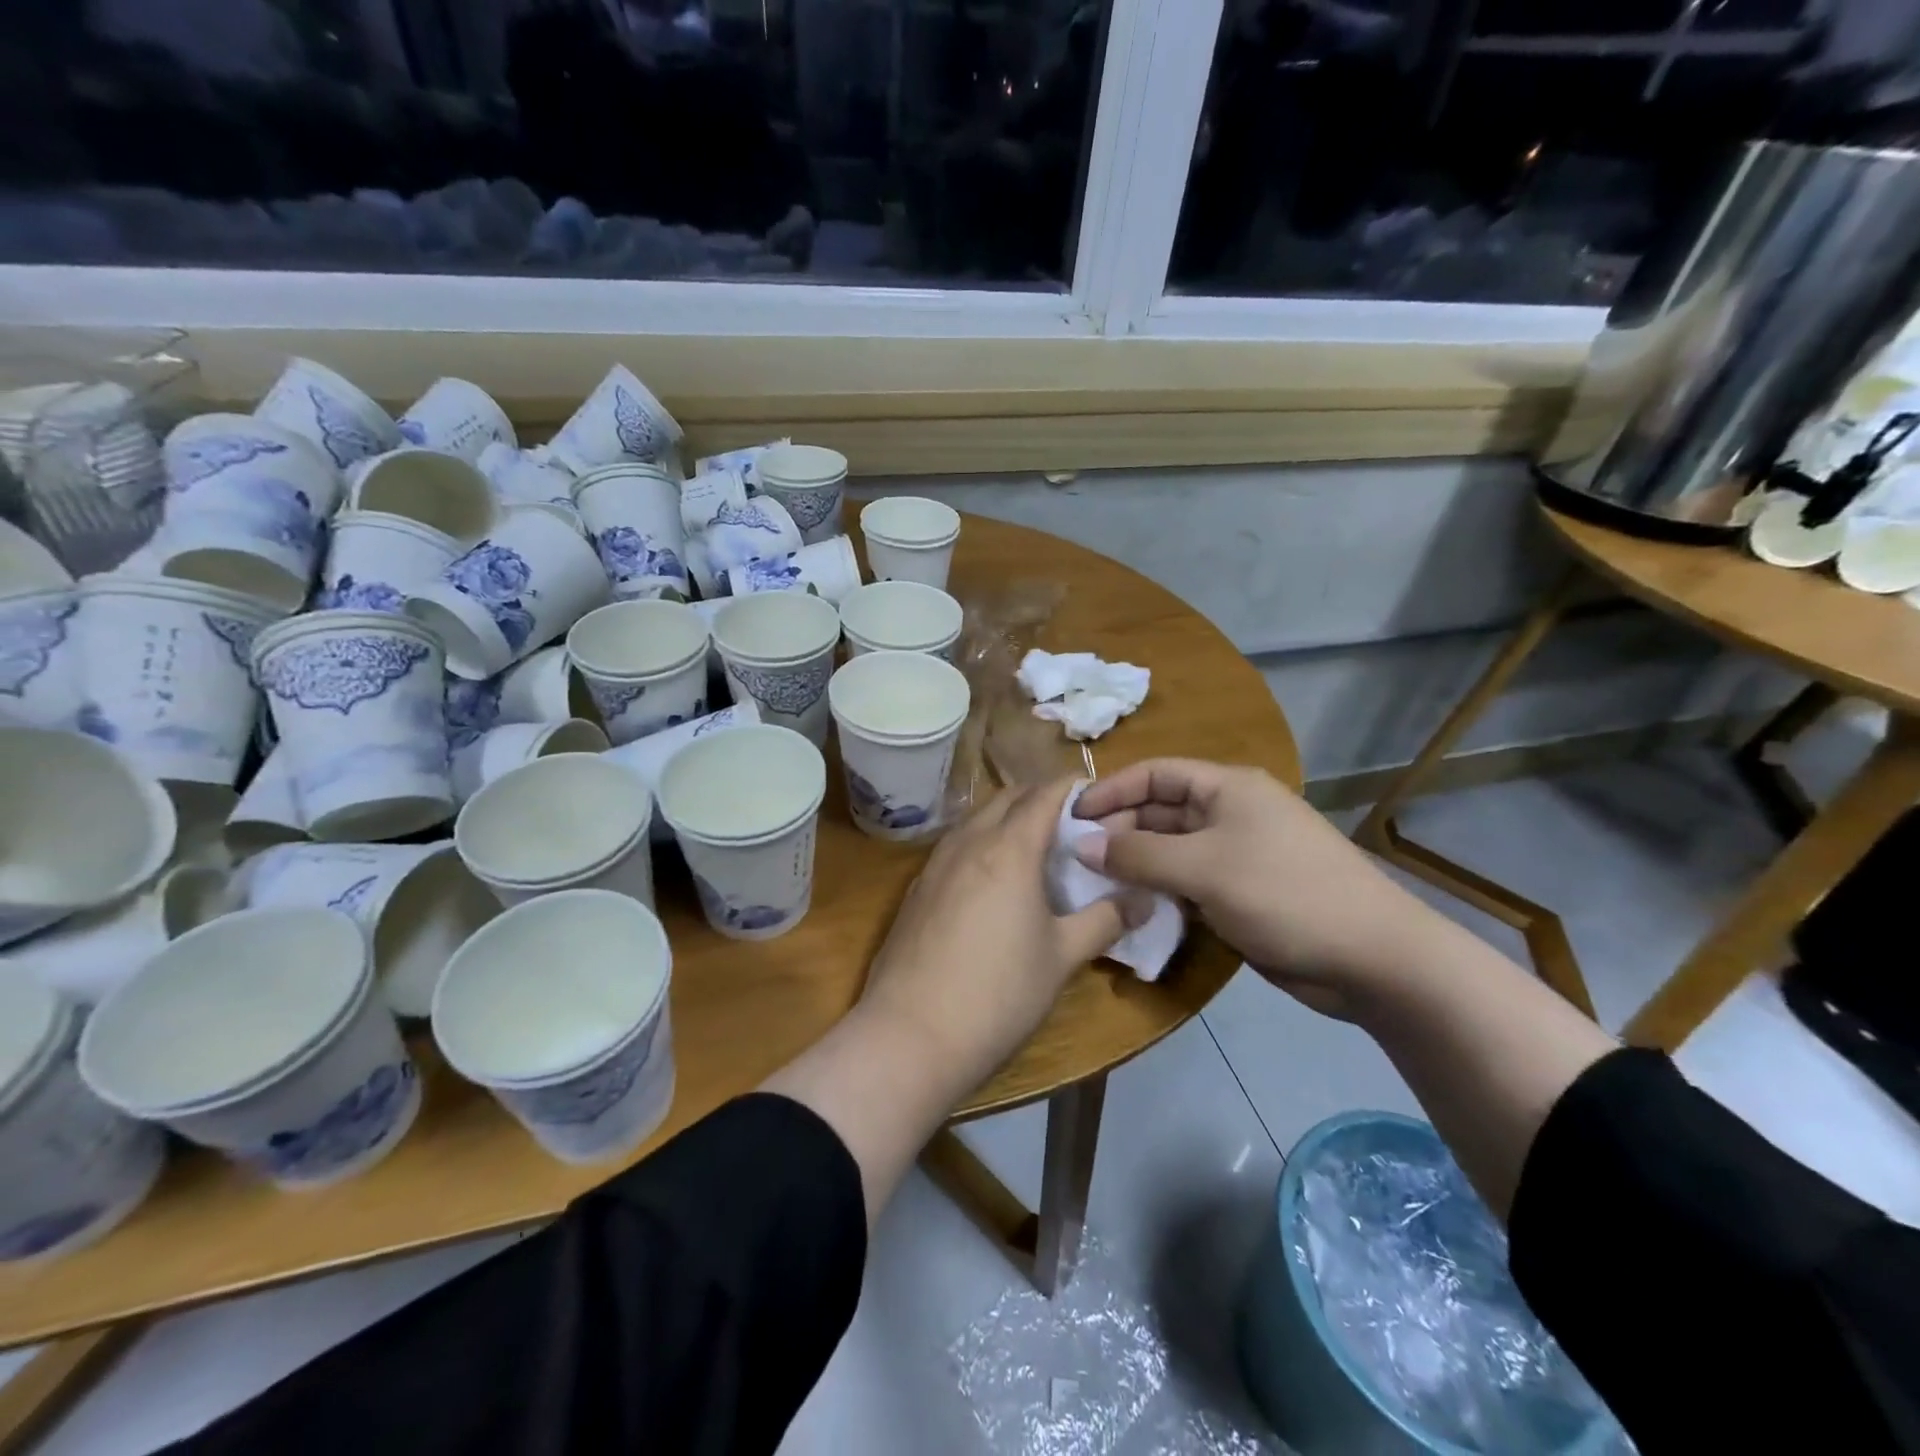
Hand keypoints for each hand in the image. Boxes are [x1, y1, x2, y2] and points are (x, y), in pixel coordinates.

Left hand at [860, 778, 1135, 1089]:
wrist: (909, 1035)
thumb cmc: (998, 993)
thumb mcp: (1062, 957)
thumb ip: (1105, 920)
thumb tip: (1144, 899)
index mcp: (1008, 848)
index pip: (1044, 794)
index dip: (1073, 787)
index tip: (1098, 797)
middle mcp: (968, 842)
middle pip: (1008, 798)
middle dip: (1040, 799)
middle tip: (1073, 825)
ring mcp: (935, 864)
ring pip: (977, 819)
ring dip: (1008, 820)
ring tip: (1037, 850)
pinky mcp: (917, 889)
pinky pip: (956, 846)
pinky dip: (982, 844)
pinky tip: (993, 881)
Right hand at [1073, 759, 1442, 1017]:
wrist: (1372, 958)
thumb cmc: (1284, 893)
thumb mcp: (1204, 869)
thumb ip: (1138, 855)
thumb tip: (1082, 846)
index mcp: (1226, 788)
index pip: (1155, 774)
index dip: (1111, 790)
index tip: (1071, 817)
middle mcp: (1229, 813)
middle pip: (1160, 810)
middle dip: (1119, 830)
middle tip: (1077, 859)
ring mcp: (1236, 854)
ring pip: (1170, 850)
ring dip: (1135, 864)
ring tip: (1093, 884)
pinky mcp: (1240, 892)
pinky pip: (1187, 881)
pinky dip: (1159, 890)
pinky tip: (1131, 907)